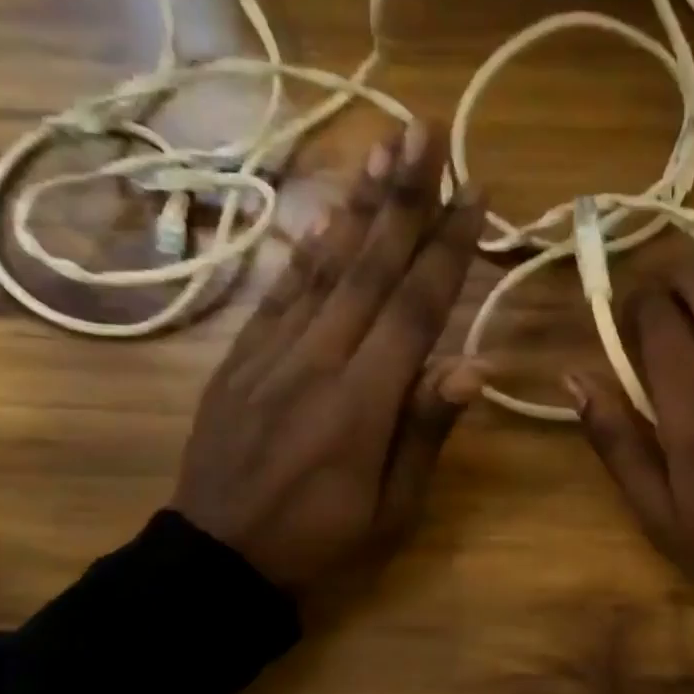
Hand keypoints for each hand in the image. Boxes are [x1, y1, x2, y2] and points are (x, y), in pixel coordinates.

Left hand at [171, 122, 485, 597]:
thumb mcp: (392, 509)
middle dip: (404, 197)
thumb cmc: (321, 544)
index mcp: (362, 403)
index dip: (448, 247)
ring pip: (323, 268)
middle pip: (369, 268)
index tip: (476, 192)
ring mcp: (270, 355)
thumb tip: (474, 365)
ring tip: (383, 149)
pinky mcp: (239, 360)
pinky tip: (329, 218)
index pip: (415, 308)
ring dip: (358, 206)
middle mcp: (317, 362)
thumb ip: (426, 431)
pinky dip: (308, 251)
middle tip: (427, 131)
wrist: (217, 562)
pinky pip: (279, 294)